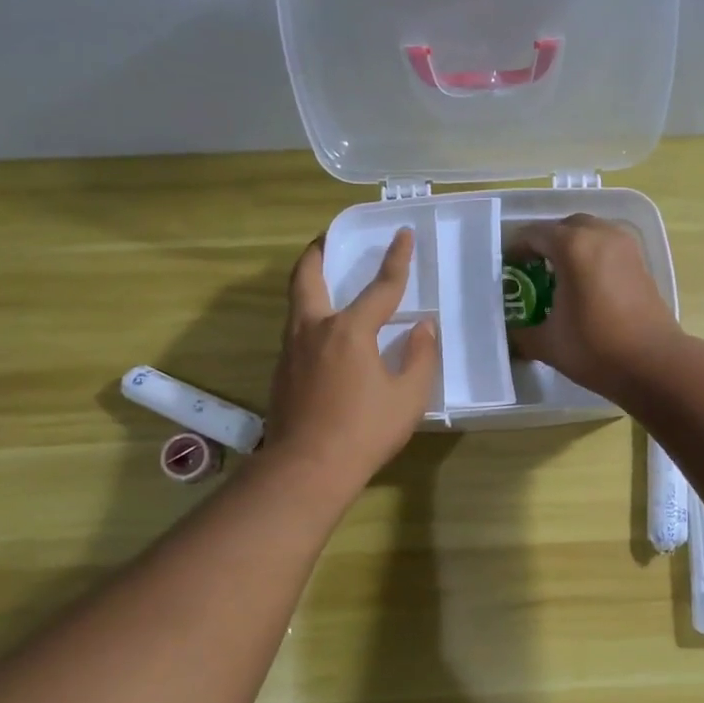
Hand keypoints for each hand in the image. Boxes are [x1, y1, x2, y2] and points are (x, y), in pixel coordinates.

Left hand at [265, 229, 438, 493]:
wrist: (307, 468)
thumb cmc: (365, 431)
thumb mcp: (408, 397)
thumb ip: (419, 356)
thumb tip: (422, 327)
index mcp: (349, 330)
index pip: (380, 287)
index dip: (396, 260)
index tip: (403, 235)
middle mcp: (314, 329)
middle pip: (307, 277)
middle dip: (318, 252)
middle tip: (328, 239)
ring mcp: (291, 350)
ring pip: (295, 303)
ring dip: (308, 282)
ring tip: (324, 279)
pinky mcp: (281, 371)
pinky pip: (294, 329)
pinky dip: (307, 315)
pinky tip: (323, 333)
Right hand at [507, 215, 683, 401]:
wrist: (654, 364)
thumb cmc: (595, 349)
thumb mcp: (547, 343)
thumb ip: (522, 334)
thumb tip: (510, 335)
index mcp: (572, 246)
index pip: (534, 235)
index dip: (516, 249)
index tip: (506, 268)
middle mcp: (600, 235)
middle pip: (565, 227)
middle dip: (546, 243)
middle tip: (531, 270)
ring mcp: (625, 246)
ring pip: (591, 232)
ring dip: (573, 246)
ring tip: (559, 276)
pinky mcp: (641, 262)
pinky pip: (609, 247)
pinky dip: (593, 256)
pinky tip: (585, 285)